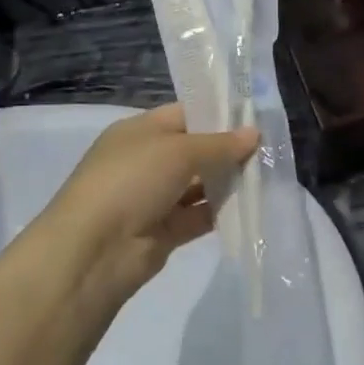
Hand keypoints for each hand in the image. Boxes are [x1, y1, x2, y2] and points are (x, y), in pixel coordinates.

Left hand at [37, 106, 257, 293]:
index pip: (185, 114)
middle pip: (195, 150)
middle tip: (270, 147)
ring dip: (228, 181)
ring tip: (268, 174)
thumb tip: (254, 133)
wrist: (94, 251)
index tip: (256, 117)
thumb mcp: (178, 151)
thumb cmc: (131, 181)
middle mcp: (147, 161)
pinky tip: (252, 205)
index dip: (218, 113)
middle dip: (229, 149)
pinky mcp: (164, 231)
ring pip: (199, 184)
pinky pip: (199, 216)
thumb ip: (219, 144)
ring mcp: (154, 198)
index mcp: (140, 131)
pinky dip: (222, 211)